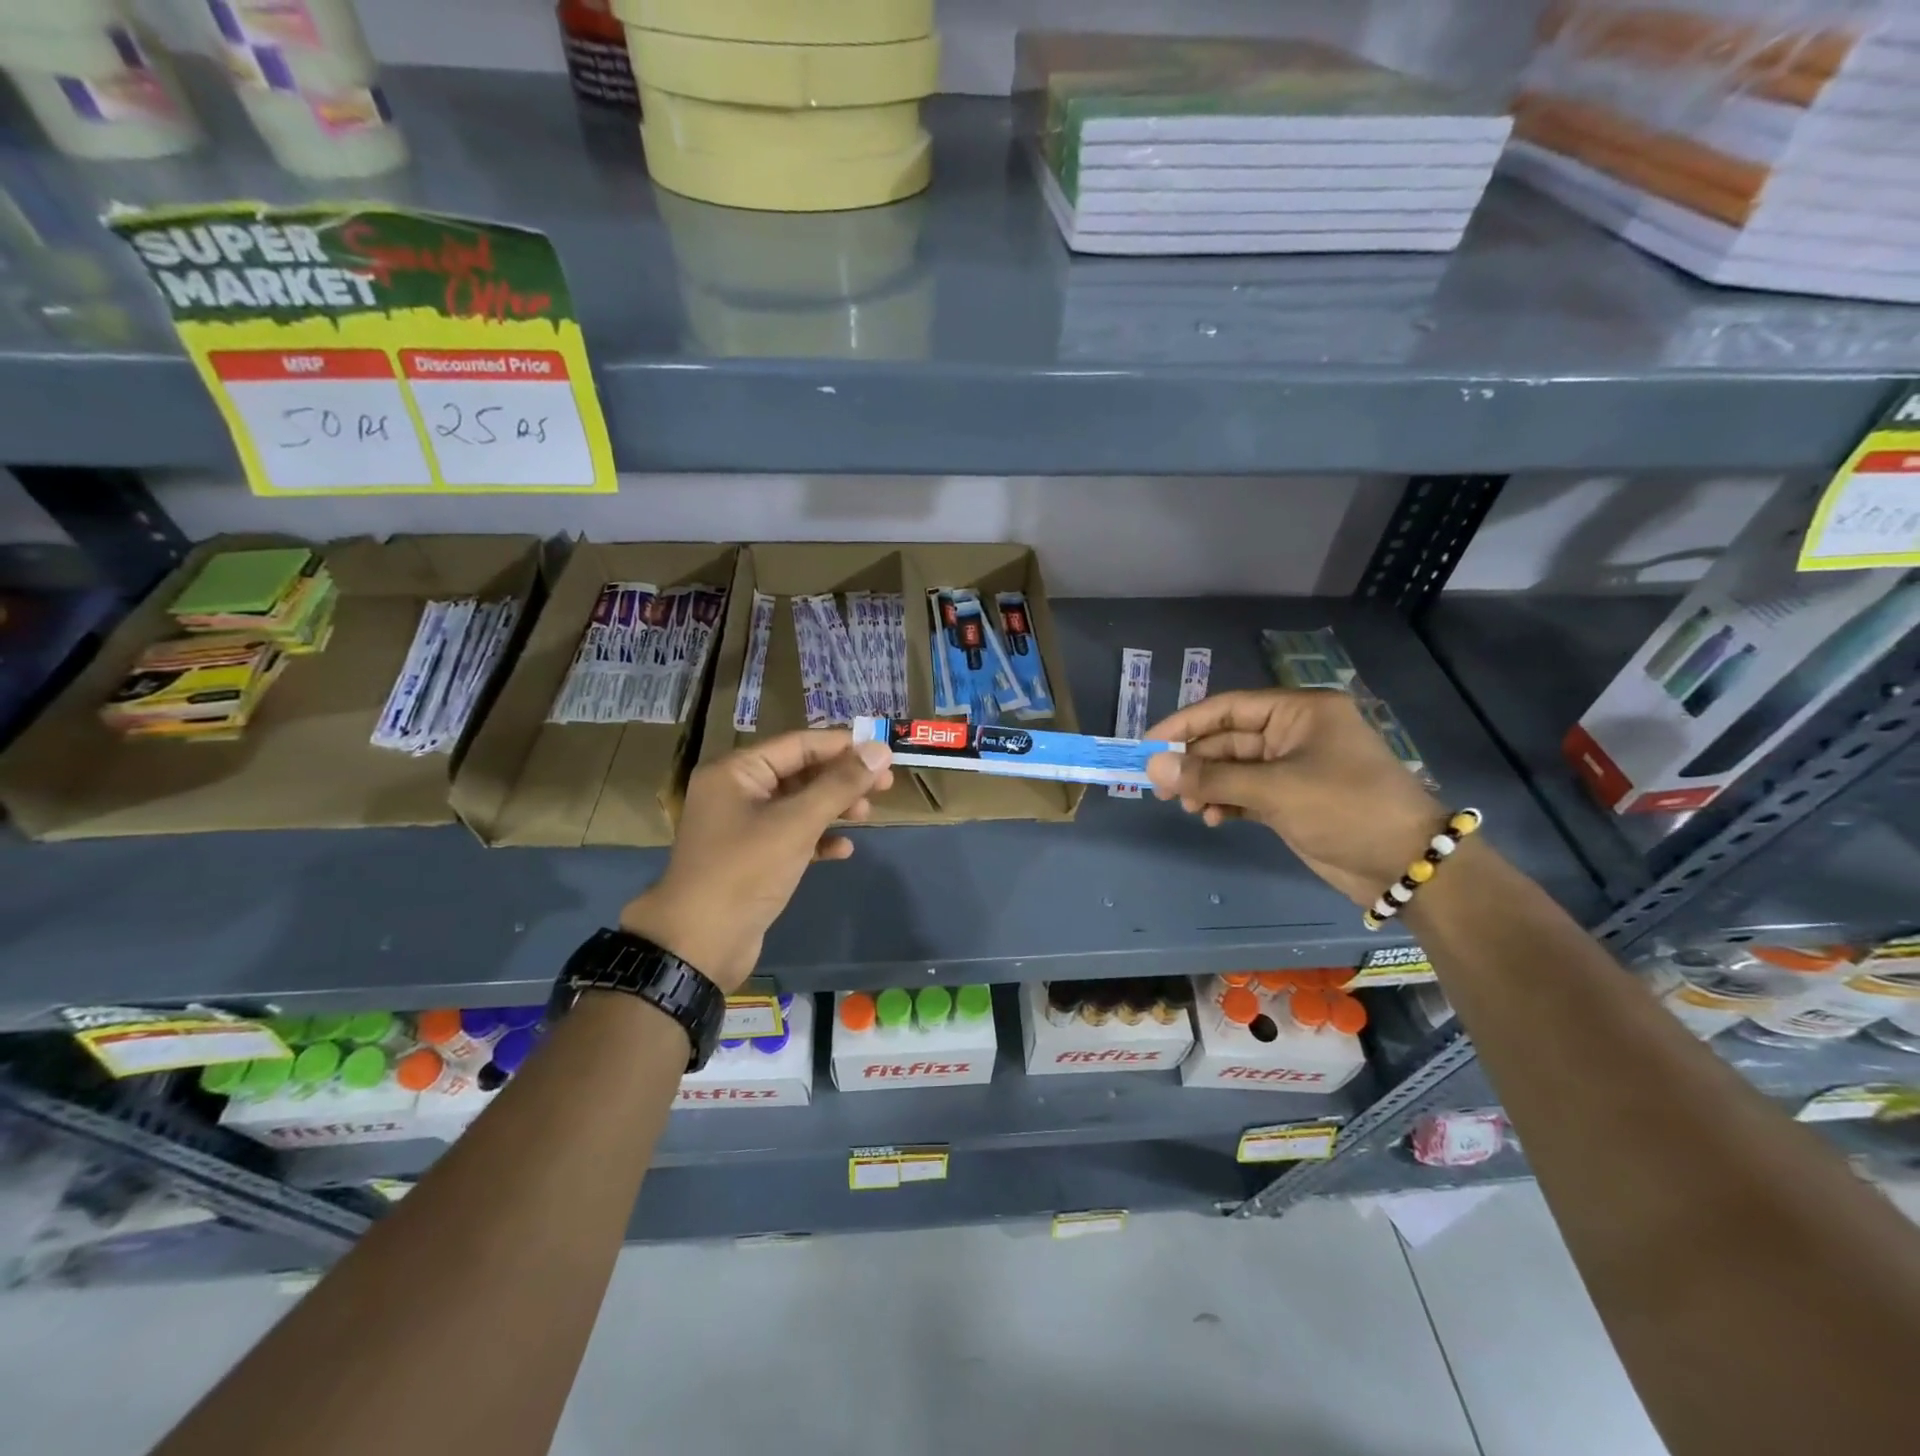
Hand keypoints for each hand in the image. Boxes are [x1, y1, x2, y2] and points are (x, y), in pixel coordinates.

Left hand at [621, 730, 892, 990]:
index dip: (842, 746)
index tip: (884, 752)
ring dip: (834, 808)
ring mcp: (744, 827)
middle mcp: (737, 792)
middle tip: (885, 785)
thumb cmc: (745, 871)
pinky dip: (818, 839)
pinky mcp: (753, 859)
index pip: (798, 745)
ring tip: (867, 816)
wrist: (699, 945)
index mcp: (737, 772)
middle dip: (842, 779)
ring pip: (799, 806)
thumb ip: (840, 785)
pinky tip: (843, 850)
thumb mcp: (796, 824)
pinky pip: (792, 837)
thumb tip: (880, 750)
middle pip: (800, 773)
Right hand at [1145, 689, 1443, 906]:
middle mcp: (1294, 733)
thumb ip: (1211, 777)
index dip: (1184, 724)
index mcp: (1299, 711)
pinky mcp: (1293, 798)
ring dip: (1207, 786)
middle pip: (1227, 739)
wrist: (1407, 864)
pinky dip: (1226, 802)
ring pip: (1233, 768)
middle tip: (1162, 787)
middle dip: (1194, 762)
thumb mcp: (1275, 789)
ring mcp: (1294, 767)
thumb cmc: (1345, 808)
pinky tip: (1213, 819)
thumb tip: (1154, 767)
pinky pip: (1246, 792)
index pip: (1227, 708)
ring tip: (1189, 808)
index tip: (1148, 745)